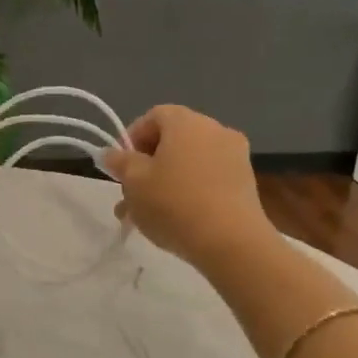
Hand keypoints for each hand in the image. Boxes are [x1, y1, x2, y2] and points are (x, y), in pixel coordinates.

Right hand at [102, 105, 274, 267]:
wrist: (230, 241)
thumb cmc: (174, 203)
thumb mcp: (134, 182)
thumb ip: (120, 162)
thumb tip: (111, 153)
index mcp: (186, 121)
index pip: (153, 116)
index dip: (132, 139)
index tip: (121, 167)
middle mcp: (214, 129)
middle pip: (173, 140)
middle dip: (148, 165)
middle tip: (131, 195)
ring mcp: (235, 155)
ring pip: (190, 163)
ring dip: (167, 181)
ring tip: (148, 215)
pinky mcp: (246, 182)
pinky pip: (209, 178)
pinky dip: (191, 190)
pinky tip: (177, 219)